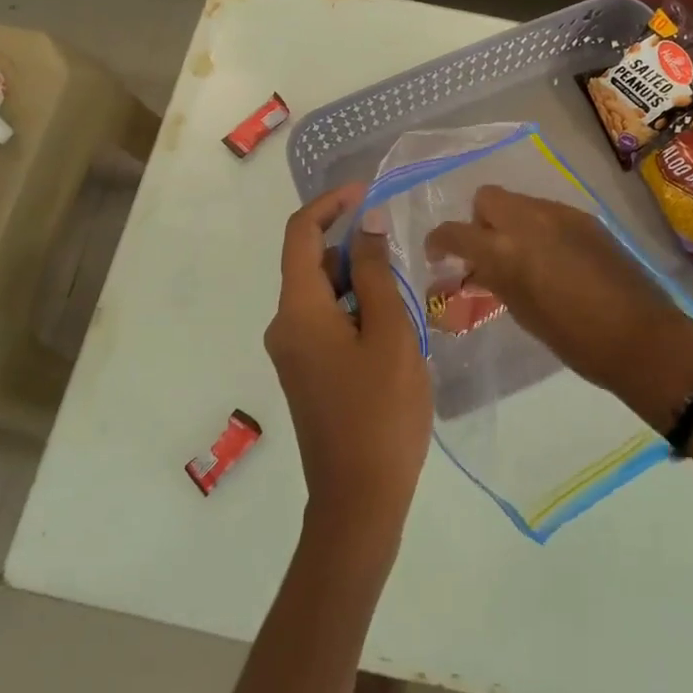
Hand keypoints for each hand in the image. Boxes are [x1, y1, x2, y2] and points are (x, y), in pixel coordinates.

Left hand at [264, 183, 431, 542]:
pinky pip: (328, 323)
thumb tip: (366, 224)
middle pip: (312, 264)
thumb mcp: (389, 333)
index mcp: (298, 311)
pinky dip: (357, 312)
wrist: (360, 500)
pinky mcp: (307, 374)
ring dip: (361, 284)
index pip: (300, 234)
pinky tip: (394, 332)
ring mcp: (293, 353)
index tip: (368, 192)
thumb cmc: (381, 412)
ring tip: (407, 301)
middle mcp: (285, 326)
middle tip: (403, 257)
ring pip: (325, 296)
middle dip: (354, 248)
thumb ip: (375, 272)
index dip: (331, 204)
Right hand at [425, 186, 692, 425]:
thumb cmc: (574, 338)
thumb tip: (478, 268)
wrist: (641, 336)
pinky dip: (538, 226)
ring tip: (522, 256)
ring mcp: (560, 214)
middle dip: (478, 221)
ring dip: (509, 222)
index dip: (439, 241)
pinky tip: (553, 257)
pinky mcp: (586, 218)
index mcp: (505, 250)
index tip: (438, 256)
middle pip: (486, 198)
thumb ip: (495, 280)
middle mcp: (528, 220)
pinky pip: (548, 211)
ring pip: (519, 202)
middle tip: (486, 252)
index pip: (454, 232)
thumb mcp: (522, 311)